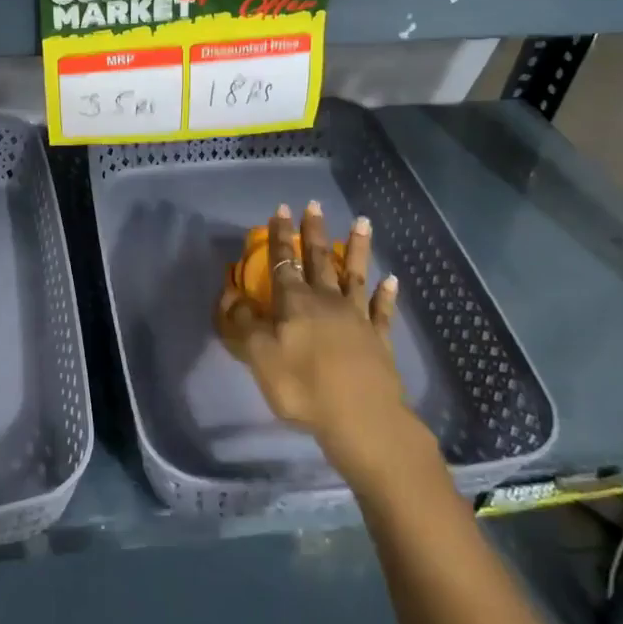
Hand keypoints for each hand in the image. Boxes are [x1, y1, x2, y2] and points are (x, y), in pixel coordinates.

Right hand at [217, 202, 433, 485]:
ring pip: (355, 275)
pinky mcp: (379, 340)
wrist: (361, 419)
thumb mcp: (259, 355)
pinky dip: (387, 294)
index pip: (283, 261)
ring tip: (362, 222)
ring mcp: (357, 318)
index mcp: (295, 302)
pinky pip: (382, 311)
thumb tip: (230, 294)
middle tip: (314, 205)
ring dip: (357, 248)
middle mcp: (326, 300)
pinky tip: (392, 279)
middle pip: (319, 259)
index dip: (279, 236)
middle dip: (314, 231)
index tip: (280, 209)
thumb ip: (242, 323)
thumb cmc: (303, 386)